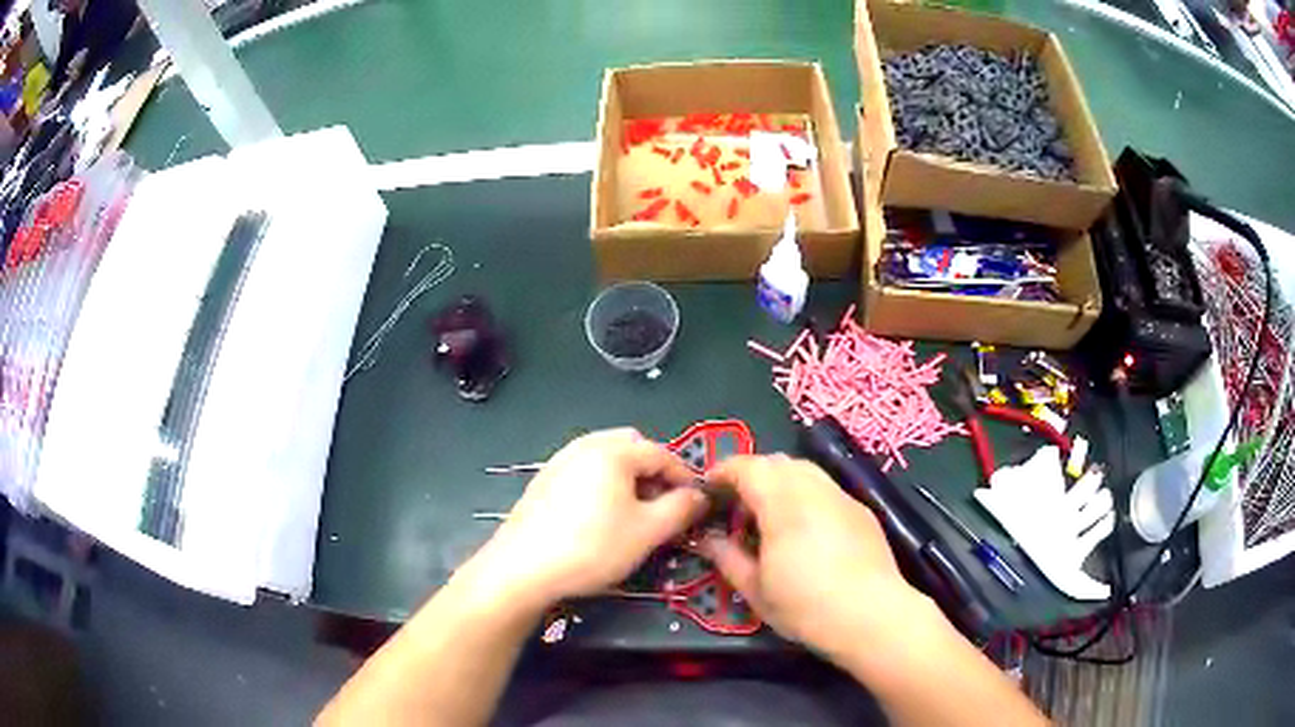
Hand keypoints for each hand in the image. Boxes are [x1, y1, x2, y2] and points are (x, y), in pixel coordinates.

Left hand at [466, 428, 706, 607]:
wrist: (521, 568)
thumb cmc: (591, 548)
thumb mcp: (647, 532)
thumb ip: (681, 508)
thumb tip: (700, 496)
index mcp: (612, 451)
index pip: (661, 453)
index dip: (684, 477)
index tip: (696, 504)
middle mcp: (584, 446)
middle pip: (631, 448)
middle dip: (654, 472)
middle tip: (664, 506)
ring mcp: (559, 461)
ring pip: (605, 459)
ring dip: (628, 479)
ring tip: (634, 514)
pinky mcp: (542, 481)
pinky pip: (583, 472)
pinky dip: (601, 485)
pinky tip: (599, 518)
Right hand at [698, 455, 936, 663]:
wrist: (872, 615)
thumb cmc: (806, 606)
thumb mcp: (755, 589)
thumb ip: (727, 557)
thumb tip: (708, 538)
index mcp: (783, 503)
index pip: (748, 467)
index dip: (723, 471)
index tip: (708, 489)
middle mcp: (814, 489)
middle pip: (778, 462)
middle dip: (752, 475)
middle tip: (737, 507)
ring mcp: (842, 497)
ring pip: (805, 471)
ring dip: (781, 483)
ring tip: (770, 518)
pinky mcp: (861, 511)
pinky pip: (826, 489)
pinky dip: (806, 496)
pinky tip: (806, 531)